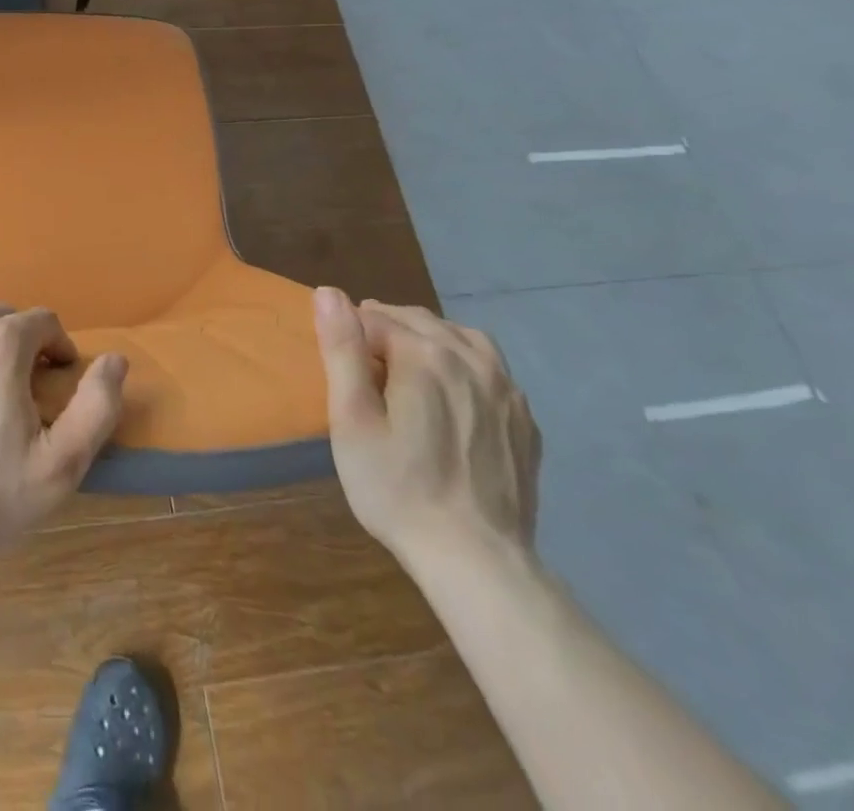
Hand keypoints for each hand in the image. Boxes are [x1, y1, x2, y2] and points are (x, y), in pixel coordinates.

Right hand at [313, 288, 539, 571]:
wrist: (476, 560)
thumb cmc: (397, 487)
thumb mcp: (351, 419)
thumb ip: (341, 350)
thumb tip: (329, 293)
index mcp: (425, 353)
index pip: (374, 317)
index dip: (350, 336)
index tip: (340, 369)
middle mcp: (472, 358)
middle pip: (417, 320)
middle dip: (384, 330)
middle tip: (362, 369)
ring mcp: (506, 389)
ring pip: (458, 336)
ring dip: (426, 339)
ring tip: (404, 370)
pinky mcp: (524, 419)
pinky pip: (489, 368)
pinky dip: (461, 364)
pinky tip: (449, 394)